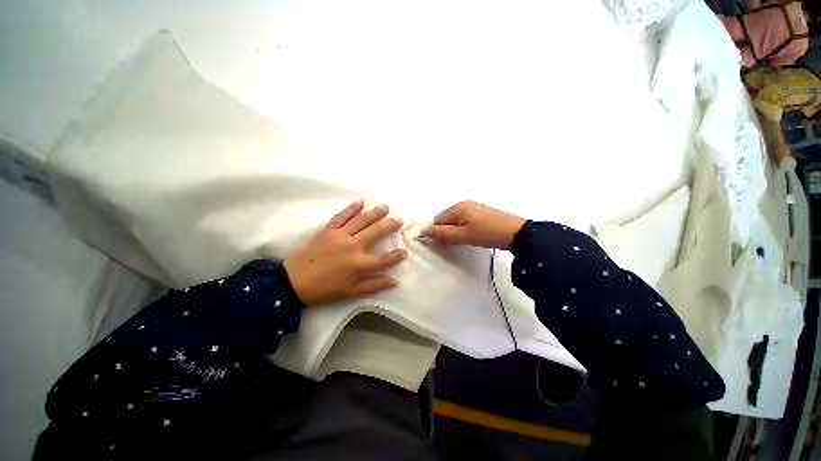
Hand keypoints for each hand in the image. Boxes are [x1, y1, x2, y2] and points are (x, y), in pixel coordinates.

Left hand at [284, 200, 406, 306]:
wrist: (293, 282)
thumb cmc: (324, 289)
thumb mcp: (351, 292)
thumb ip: (374, 285)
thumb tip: (394, 281)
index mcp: (358, 264)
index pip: (383, 258)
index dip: (396, 255)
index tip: (404, 251)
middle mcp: (352, 246)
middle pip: (375, 232)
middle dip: (389, 225)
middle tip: (399, 220)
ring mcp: (339, 235)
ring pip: (361, 221)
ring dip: (375, 213)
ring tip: (385, 207)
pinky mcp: (327, 230)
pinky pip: (341, 216)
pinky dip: (351, 208)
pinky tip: (360, 202)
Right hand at [421, 201, 525, 249]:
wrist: (516, 233)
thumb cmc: (487, 234)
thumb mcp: (462, 236)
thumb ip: (442, 233)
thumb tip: (424, 230)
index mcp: (458, 208)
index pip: (438, 220)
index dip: (438, 233)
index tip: (444, 245)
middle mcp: (464, 204)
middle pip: (446, 220)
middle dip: (447, 233)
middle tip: (455, 244)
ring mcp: (473, 208)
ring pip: (455, 222)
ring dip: (455, 232)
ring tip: (465, 241)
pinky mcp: (481, 213)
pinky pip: (465, 221)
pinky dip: (463, 230)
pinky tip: (472, 237)